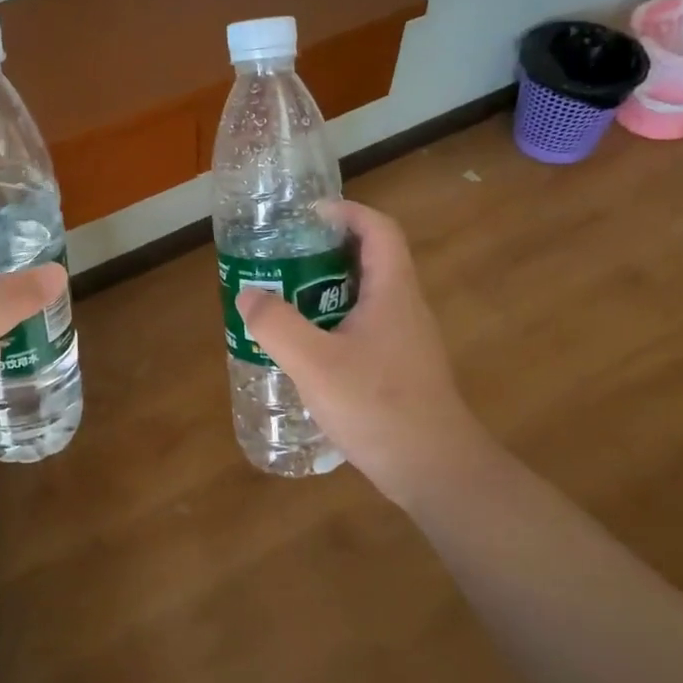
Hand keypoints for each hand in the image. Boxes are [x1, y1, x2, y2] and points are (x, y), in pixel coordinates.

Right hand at [236, 200, 488, 506]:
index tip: (307, 217)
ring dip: (326, 290)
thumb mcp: (314, 363)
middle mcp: (404, 307)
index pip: (378, 229)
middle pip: (369, 260)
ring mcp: (405, 340)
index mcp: (392, 292)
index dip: (346, 212)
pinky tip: (305, 349)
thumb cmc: (378, 406)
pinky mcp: (399, 368)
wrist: (434, 469)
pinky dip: (333, 323)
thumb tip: (249, 295)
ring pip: (364, 297)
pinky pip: (363, 328)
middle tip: (283, 260)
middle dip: (325, 252)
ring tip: (284, 300)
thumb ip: (276, 325)